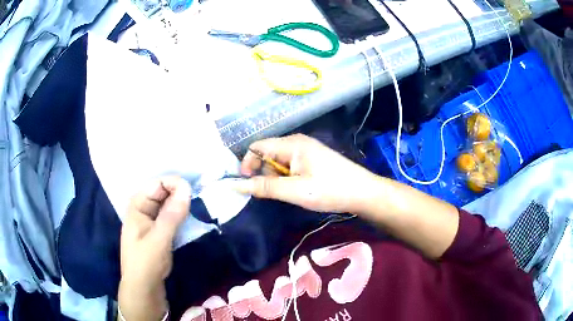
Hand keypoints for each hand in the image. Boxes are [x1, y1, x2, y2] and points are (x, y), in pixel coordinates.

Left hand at [118, 177, 190, 320]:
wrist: (144, 287)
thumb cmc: (146, 263)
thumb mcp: (159, 239)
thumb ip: (172, 214)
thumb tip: (187, 187)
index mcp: (137, 205)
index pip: (157, 183)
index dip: (175, 184)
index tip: (193, 192)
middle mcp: (143, 208)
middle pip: (163, 192)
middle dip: (179, 194)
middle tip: (198, 200)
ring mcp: (150, 219)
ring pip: (168, 204)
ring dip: (181, 205)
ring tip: (196, 207)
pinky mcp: (158, 230)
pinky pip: (170, 216)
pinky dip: (180, 215)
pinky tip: (189, 217)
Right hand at [234, 134, 376, 212]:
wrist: (362, 193)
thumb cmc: (330, 190)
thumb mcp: (295, 191)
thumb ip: (265, 187)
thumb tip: (236, 185)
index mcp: (291, 144)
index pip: (257, 147)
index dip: (247, 164)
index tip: (247, 184)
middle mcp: (297, 143)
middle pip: (267, 154)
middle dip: (264, 174)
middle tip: (277, 192)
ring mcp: (306, 151)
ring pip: (278, 162)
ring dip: (277, 178)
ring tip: (292, 192)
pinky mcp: (312, 160)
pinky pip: (290, 166)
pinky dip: (288, 178)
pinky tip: (299, 189)